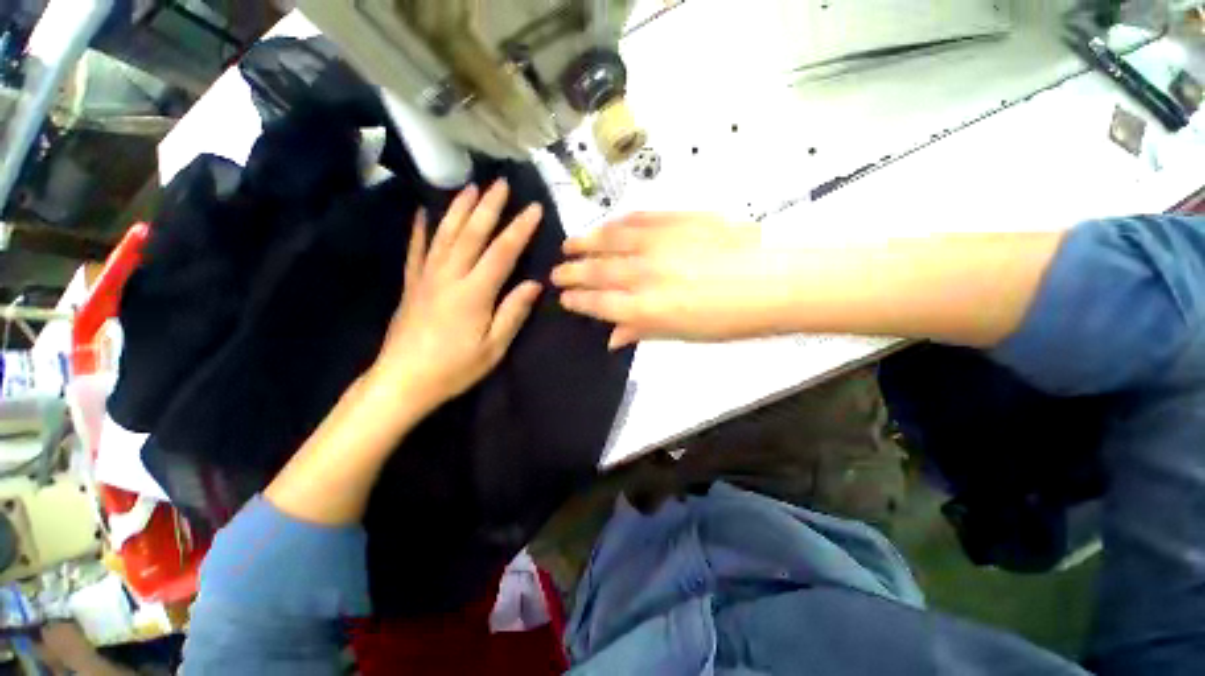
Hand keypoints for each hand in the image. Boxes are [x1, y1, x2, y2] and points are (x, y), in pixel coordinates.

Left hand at [369, 180, 542, 414]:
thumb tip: (535, 284)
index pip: (502, 252)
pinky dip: (420, 229)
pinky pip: (416, 250)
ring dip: (458, 209)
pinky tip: (423, 213)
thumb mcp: (493, 347)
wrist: (402, 381)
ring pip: (445, 234)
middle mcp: (449, 276)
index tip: (534, 208)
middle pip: (472, 234)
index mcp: (474, 293)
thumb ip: (513, 312)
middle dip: (488, 206)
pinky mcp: (411, 284)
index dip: (520, 229)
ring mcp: (426, 277)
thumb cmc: (454, 368)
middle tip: (501, 183)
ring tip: (469, 187)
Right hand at [553, 212, 794, 347]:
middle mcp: (644, 274)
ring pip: (610, 241)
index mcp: (646, 308)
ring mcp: (658, 243)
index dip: (579, 301)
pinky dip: (616, 224)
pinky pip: (636, 219)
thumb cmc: (728, 319)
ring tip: (568, 244)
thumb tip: (612, 338)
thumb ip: (642, 331)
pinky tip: (605, 227)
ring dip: (585, 243)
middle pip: (597, 271)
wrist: (771, 281)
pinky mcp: (675, 220)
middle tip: (557, 273)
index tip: (565, 299)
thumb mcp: (682, 334)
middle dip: (573, 273)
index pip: (599, 303)